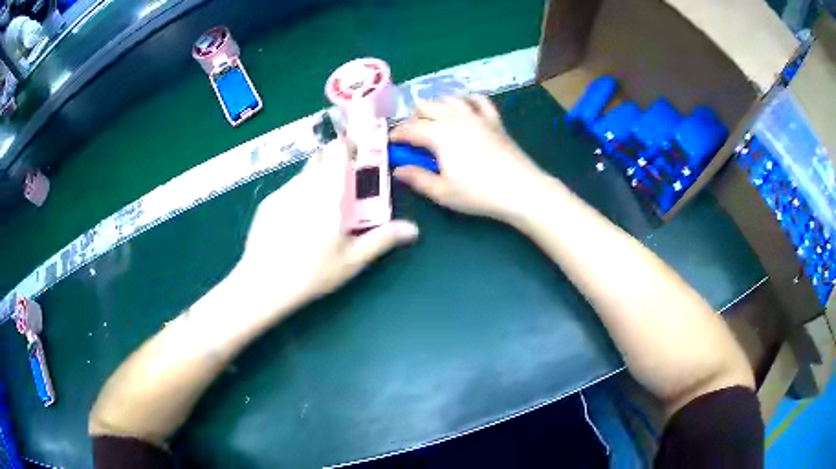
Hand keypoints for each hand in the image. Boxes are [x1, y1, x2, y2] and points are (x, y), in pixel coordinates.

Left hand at [233, 140, 418, 318]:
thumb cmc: (313, 271)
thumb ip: (383, 239)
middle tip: (343, 190)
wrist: (263, 284)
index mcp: (329, 192)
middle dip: (333, 165)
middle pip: (320, 158)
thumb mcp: (353, 260)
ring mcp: (282, 192)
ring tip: (318, 212)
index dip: (348, 145)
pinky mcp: (267, 203)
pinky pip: (288, 190)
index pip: (338, 150)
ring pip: (303, 175)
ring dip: (315, 181)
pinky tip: (295, 224)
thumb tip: (413, 229)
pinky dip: (297, 196)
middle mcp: (304, 184)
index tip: (357, 152)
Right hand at [391, 95, 547, 221]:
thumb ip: (417, 178)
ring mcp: (476, 116)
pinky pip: (478, 100)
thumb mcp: (442, 191)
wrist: (520, 189)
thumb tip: (398, 170)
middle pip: (426, 106)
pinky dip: (467, 100)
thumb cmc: (478, 193)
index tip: (392, 144)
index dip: (397, 135)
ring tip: (434, 121)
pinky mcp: (494, 120)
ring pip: (449, 99)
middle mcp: (454, 118)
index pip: (409, 129)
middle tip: (413, 137)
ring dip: (436, 106)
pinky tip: (464, 106)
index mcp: (438, 134)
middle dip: (414, 118)